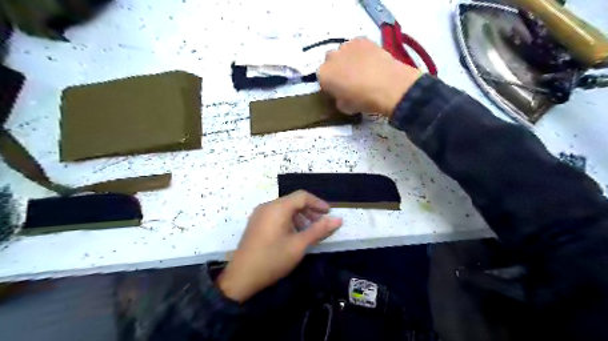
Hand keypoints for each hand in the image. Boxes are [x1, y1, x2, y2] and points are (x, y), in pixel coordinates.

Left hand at [217, 190, 340, 302]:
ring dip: (299, 216)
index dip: (318, 203)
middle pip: (293, 201)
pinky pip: (276, 215)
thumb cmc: (272, 259)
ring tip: (308, 231)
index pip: (302, 196)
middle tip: (321, 224)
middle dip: (309, 210)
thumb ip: (319, 230)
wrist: (241, 277)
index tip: (329, 213)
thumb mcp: (299, 245)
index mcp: (278, 208)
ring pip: (284, 208)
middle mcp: (267, 206)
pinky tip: (293, 234)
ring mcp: (259, 214)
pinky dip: (288, 220)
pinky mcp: (256, 223)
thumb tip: (338, 220)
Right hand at [319, 37, 423, 116]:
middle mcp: (331, 57)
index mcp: (323, 75)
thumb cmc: (362, 100)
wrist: (387, 85)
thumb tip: (340, 95)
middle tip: (349, 80)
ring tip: (362, 69)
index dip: (330, 86)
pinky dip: (361, 52)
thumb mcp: (344, 108)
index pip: (322, 79)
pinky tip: (370, 61)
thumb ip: (337, 99)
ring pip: (343, 52)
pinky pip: (357, 46)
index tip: (338, 91)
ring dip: (348, 59)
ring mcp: (347, 45)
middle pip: (330, 62)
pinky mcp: (363, 39)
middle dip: (337, 69)